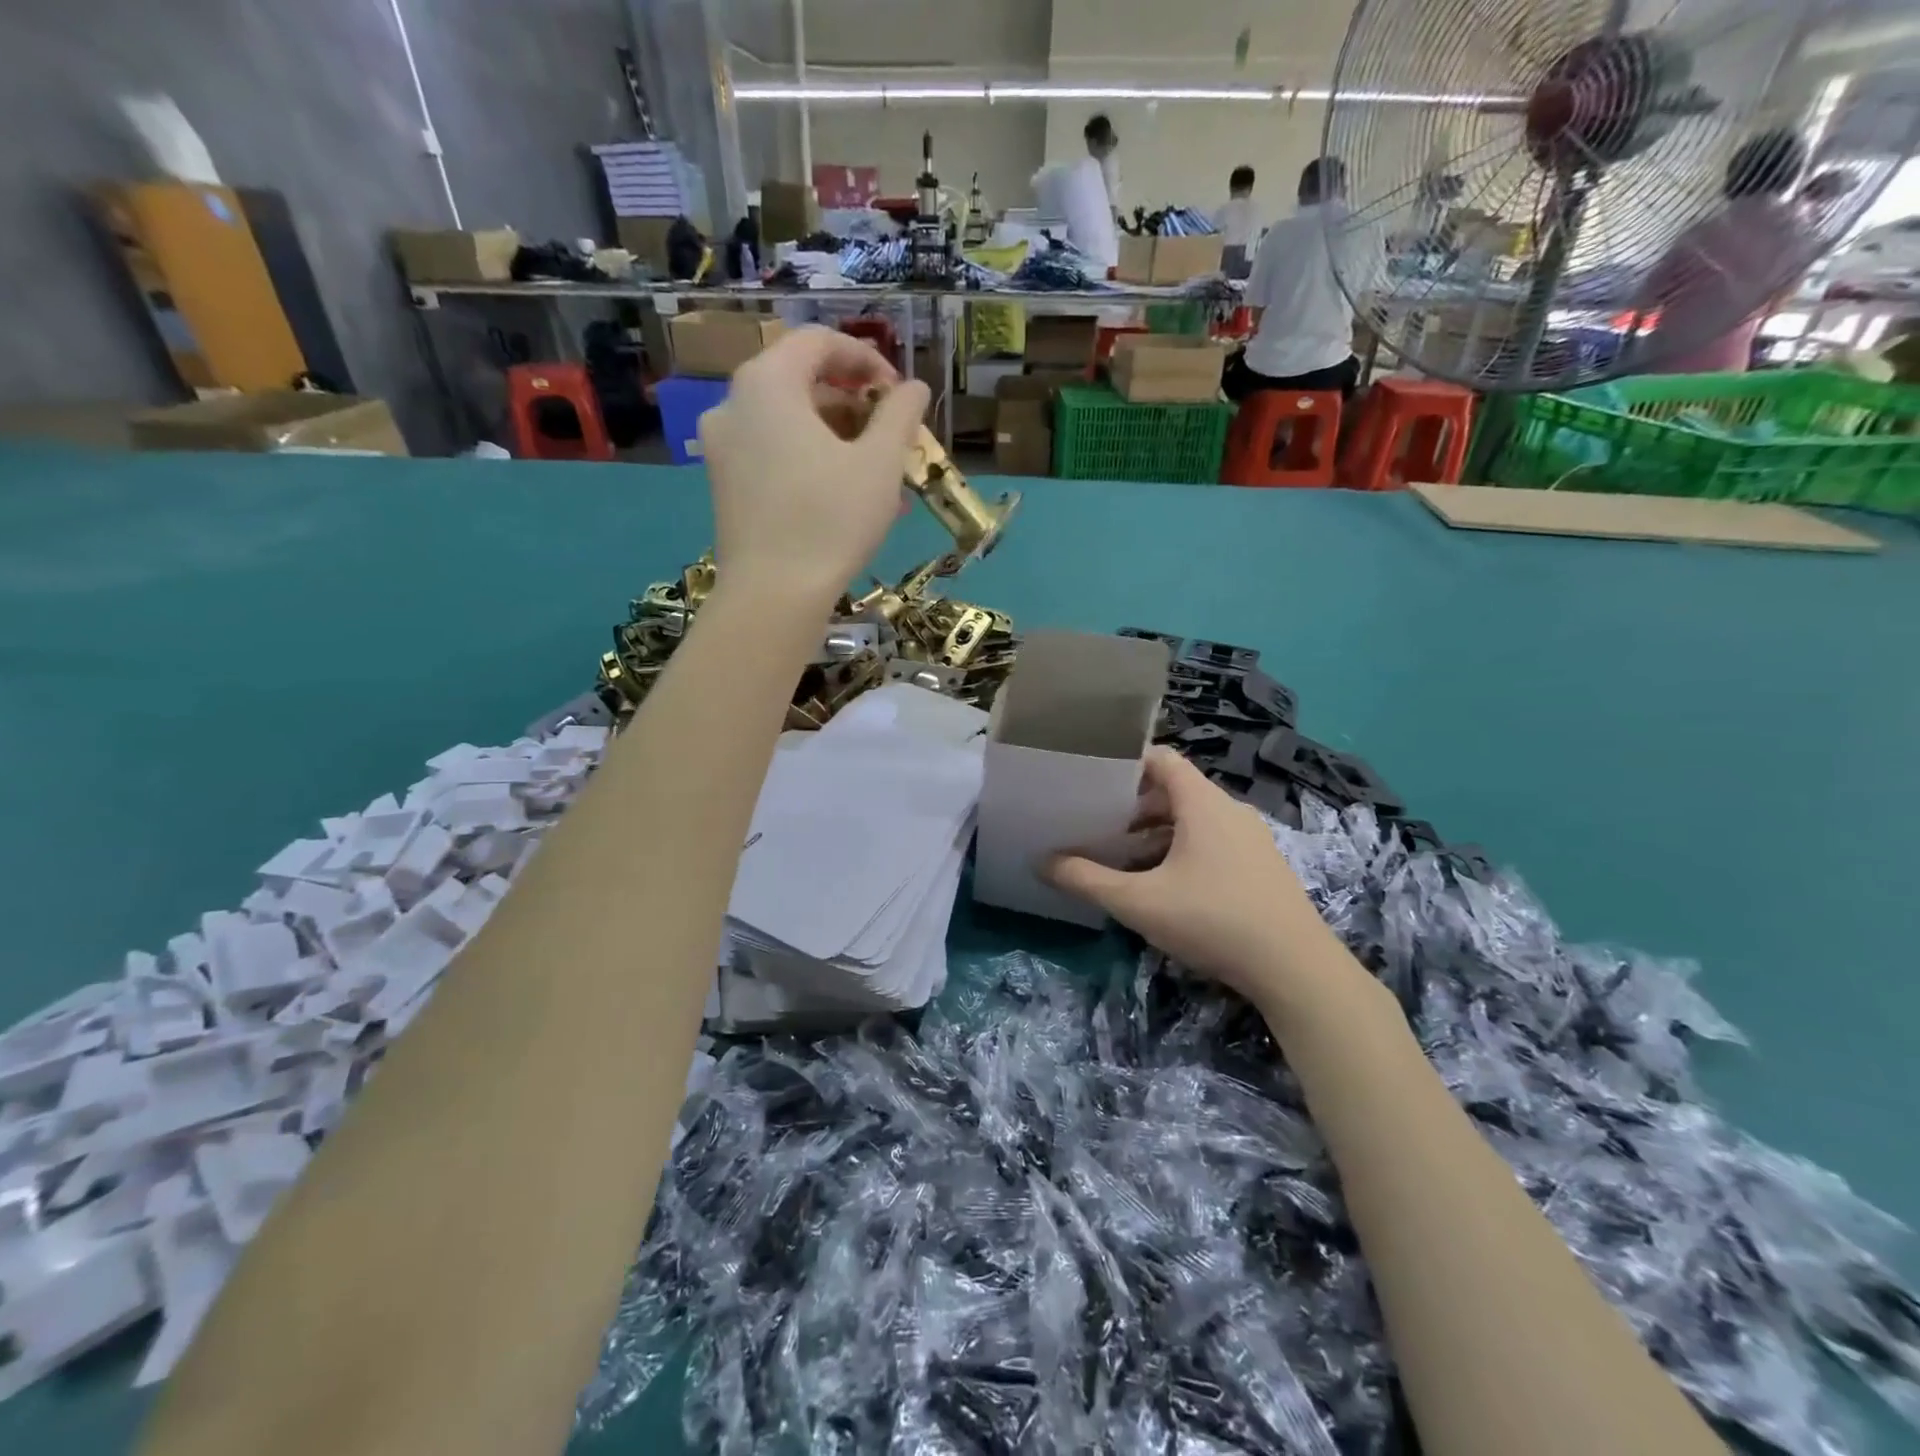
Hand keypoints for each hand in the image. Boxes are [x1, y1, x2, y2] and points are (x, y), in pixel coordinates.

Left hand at [698, 327, 929, 609]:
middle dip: (856, 405)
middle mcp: (734, 404)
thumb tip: (913, 388)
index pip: (819, 342)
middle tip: (893, 437)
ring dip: (840, 440)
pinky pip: (774, 455)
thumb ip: (899, 414)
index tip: (899, 393)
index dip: (867, 358)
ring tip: (882, 478)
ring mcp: (723, 448)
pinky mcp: (725, 486)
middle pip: (802, 383)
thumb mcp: (880, 464)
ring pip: (790, 424)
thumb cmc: (831, 521)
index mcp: (767, 383)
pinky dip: (813, 463)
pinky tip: (849, 499)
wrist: (772, 596)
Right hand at [1045, 749, 1367, 1020]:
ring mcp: (1252, 839)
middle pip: (1176, 790)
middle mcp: (1231, 810)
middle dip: (1134, 805)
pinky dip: (1183, 850)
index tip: (1093, 779)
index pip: (1162, 759)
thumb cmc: (1213, 920)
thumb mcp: (1139, 902)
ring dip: (1157, 832)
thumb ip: (1086, 880)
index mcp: (1203, 803)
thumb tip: (1042, 863)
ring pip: (1195, 819)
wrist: (1296, 969)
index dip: (1127, 762)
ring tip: (1123, 857)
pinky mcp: (1262, 866)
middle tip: (1098, 824)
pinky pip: (1214, 842)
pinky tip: (1164, 885)